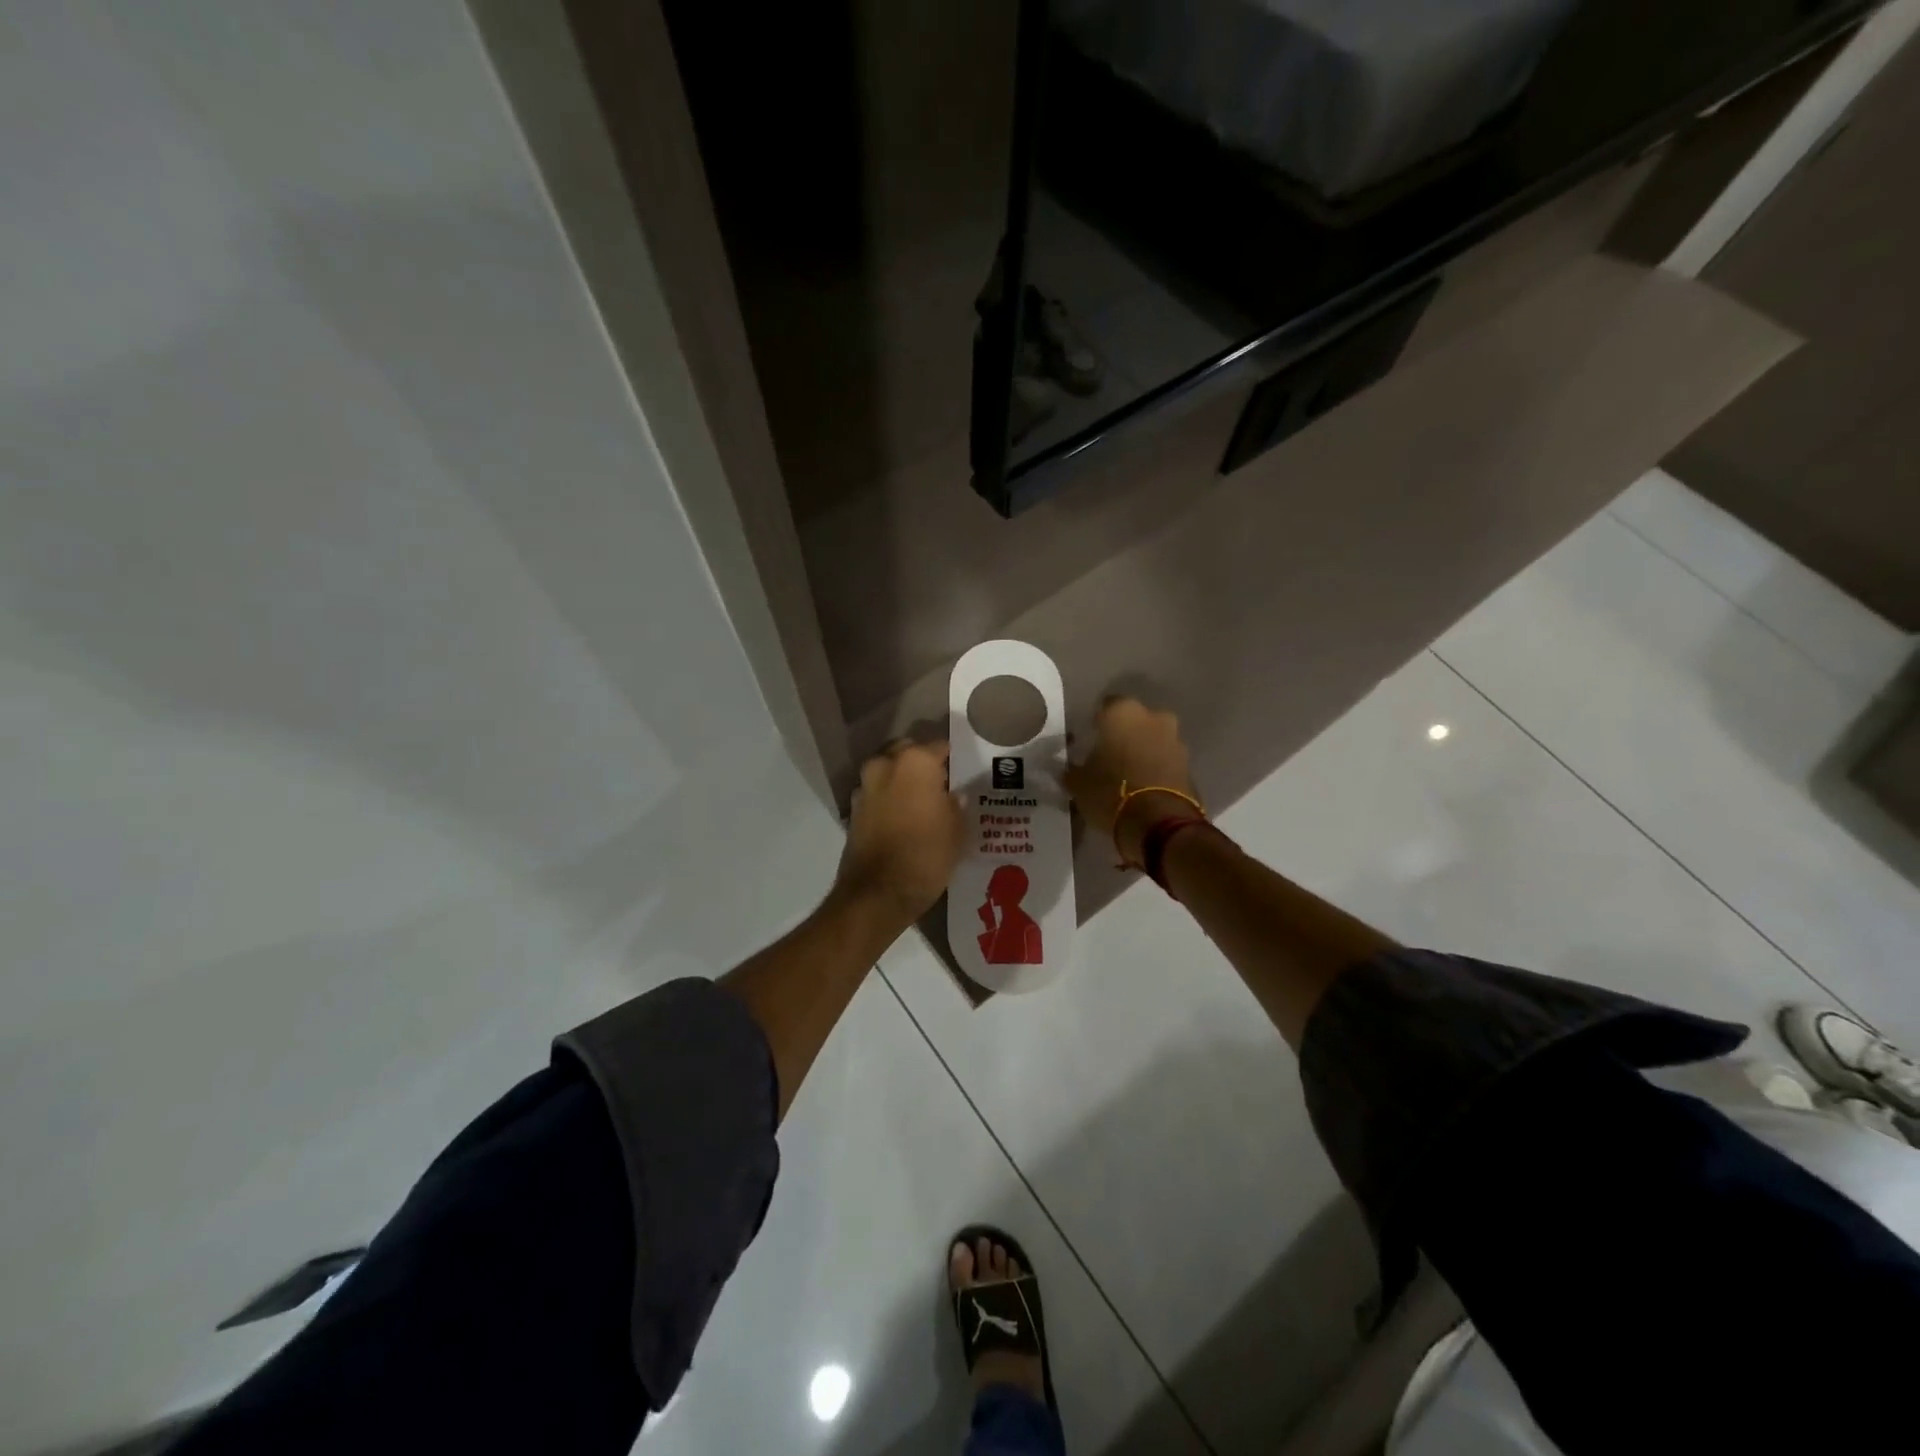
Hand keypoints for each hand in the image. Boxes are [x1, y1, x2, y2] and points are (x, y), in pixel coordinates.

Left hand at [833, 739, 965, 926]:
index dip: (953, 758)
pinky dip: (889, 799)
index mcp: (915, 762)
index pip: (940, 746)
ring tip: (923, 802)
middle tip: (942, 784)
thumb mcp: (957, 830)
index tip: (963, 771)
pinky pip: (877, 794)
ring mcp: (865, 787)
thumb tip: (954, 794)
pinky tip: (904, 818)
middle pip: (908, 752)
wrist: (877, 894)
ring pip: (889, 771)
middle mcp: (885, 765)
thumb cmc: (926, 855)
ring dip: (903, 781)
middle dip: (923, 763)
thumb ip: (956, 804)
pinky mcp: (853, 810)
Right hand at [1063, 698, 1199, 864]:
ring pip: (1153, 739)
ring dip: (1143, 751)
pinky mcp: (1189, 765)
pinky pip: (1166, 761)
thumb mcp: (1077, 783)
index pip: (1105, 707)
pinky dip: (1156, 769)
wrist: (1158, 823)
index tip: (1088, 741)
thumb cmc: (1110, 792)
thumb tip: (1069, 769)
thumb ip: (1072, 769)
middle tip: (1109, 756)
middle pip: (1134, 721)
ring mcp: (1175, 740)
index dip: (1096, 724)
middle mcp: (1153, 717)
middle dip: (1124, 735)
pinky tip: (1144, 787)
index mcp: (1122, 712)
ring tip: (1127, 775)